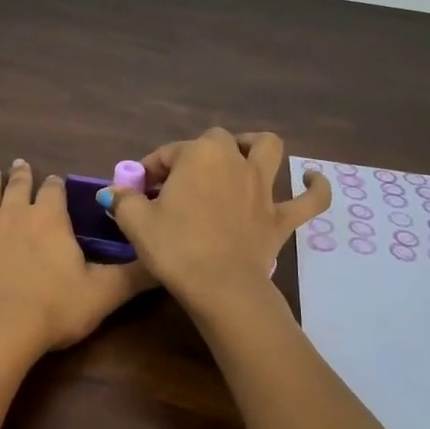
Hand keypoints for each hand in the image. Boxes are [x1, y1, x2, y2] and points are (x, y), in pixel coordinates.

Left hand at [0, 159, 152, 364]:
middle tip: (22, 164)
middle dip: (23, 175)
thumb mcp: (104, 294)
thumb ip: (135, 274)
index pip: (55, 191)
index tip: (56, 183)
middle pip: (20, 186)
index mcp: (50, 218)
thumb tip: (165, 258)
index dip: (56, 186)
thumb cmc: (53, 310)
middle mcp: (15, 212)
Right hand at [103, 129, 329, 308]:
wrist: (220, 286)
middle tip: (179, 182)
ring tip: (242, 155)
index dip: (150, 169)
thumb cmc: (175, 248)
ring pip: (268, 150)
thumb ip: (125, 200)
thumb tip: (114, 192)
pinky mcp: (281, 218)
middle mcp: (234, 161)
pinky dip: (315, 188)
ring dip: (255, 147)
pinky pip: (310, 200)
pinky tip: (312, 180)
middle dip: (196, 154)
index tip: (139, 191)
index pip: (168, 153)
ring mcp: (263, 188)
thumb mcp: (136, 222)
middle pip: (215, 142)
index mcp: (199, 155)